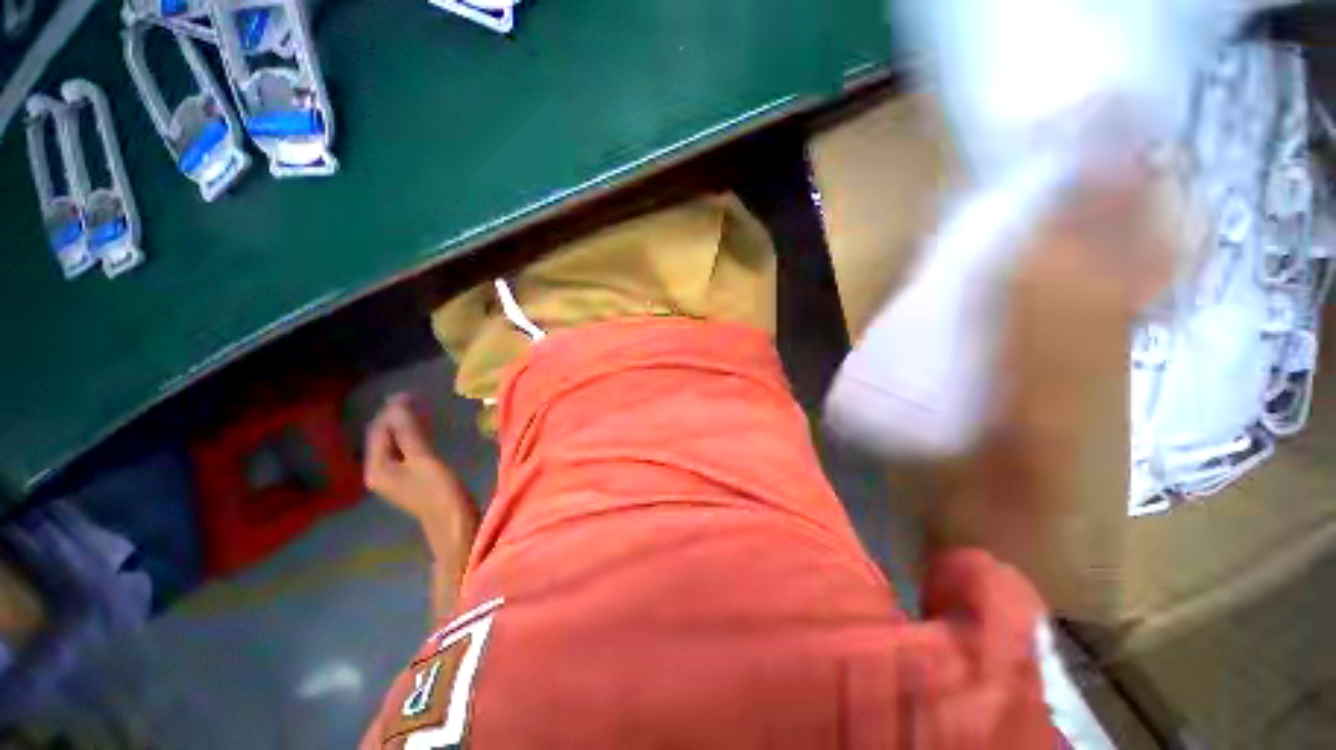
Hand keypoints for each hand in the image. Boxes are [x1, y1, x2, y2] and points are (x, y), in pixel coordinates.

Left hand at [364, 395, 477, 558]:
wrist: (454, 522)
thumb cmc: (439, 491)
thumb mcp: (423, 459)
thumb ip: (409, 432)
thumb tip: (397, 404)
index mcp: (377, 467)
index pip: (377, 431)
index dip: (389, 411)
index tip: (407, 393)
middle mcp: (378, 471)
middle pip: (382, 437)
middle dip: (394, 417)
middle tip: (413, 398)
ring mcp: (393, 476)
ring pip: (393, 444)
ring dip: (402, 426)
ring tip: (418, 409)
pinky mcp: (408, 478)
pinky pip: (403, 451)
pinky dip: (410, 437)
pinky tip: (422, 431)